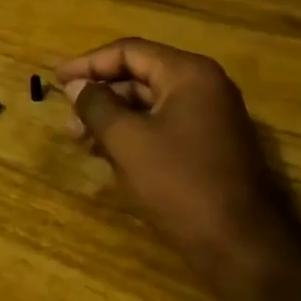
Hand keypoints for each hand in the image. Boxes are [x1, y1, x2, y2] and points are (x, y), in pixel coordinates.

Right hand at [56, 38, 300, 299]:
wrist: (244, 248)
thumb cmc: (181, 184)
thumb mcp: (127, 141)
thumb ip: (97, 105)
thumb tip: (77, 86)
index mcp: (188, 74)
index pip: (129, 51)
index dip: (88, 63)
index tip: (57, 79)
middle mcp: (204, 87)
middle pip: (140, 75)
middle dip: (100, 94)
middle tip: (67, 115)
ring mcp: (212, 118)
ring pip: (150, 104)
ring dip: (113, 116)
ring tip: (80, 139)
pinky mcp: (211, 147)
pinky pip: (164, 126)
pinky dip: (134, 133)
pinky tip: (108, 153)